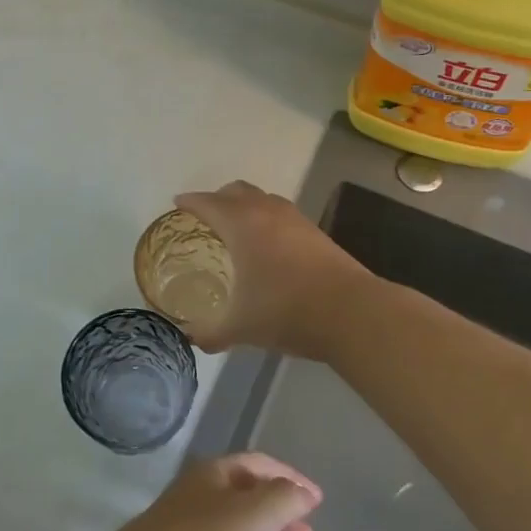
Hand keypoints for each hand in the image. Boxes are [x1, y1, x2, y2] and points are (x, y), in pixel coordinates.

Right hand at [174, 181, 372, 355]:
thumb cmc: (286, 312)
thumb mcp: (240, 327)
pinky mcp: (317, 232)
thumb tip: (191, 339)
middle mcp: (267, 212)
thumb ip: (210, 333)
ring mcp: (296, 220)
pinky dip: (268, 219)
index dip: (190, 202)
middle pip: (237, 190)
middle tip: (206, 215)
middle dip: (218, 197)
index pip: (208, 203)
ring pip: (264, 198)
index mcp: (241, 225)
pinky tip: (269, 246)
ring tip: (238, 228)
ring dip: (247, 205)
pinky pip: (283, 214)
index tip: (178, 203)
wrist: (351, 313)